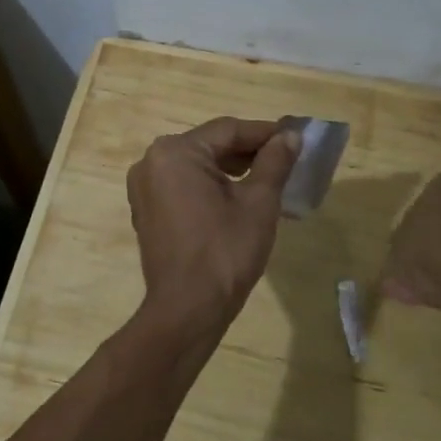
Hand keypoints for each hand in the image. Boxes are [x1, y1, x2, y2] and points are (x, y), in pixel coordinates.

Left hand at [127, 117, 301, 333]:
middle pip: (210, 145)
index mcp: (175, 152)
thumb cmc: (225, 251)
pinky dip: (211, 186)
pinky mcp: (147, 210)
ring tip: (269, 178)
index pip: (228, 130)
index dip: (265, 133)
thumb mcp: (259, 202)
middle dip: (248, 151)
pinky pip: (184, 186)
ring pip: (197, 166)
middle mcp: (151, 162)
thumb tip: (290, 136)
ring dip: (231, 169)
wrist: (188, 309)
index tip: (296, 137)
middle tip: (286, 159)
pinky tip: (240, 197)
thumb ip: (274, 162)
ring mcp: (145, 187)